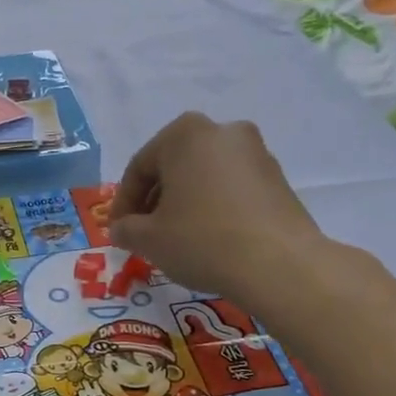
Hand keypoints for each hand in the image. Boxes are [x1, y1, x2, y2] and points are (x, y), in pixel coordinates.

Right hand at [109, 113, 329, 300]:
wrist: (278, 264)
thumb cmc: (201, 240)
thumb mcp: (148, 239)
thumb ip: (126, 229)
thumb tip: (121, 229)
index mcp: (184, 134)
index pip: (139, 167)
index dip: (123, 203)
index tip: (117, 231)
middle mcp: (222, 131)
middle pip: (173, 167)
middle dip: (154, 200)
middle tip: (143, 233)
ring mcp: (255, 153)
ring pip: (203, 177)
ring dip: (184, 203)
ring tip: (175, 238)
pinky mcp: (277, 179)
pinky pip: (231, 189)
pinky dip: (213, 208)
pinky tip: (207, 238)